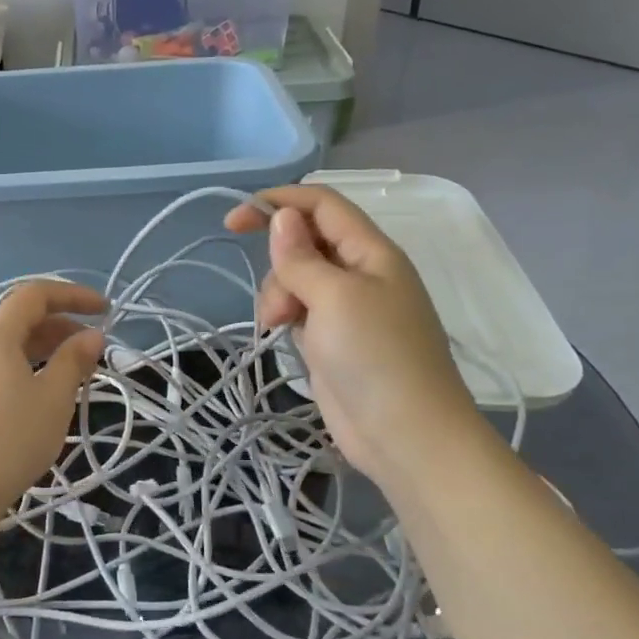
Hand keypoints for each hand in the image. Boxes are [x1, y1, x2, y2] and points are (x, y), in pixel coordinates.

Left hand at [0, 281, 106, 531]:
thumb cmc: (9, 440)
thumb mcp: (53, 399)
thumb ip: (74, 361)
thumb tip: (91, 336)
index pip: (33, 295)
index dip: (72, 295)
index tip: (105, 310)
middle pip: (17, 319)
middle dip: (59, 324)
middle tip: (92, 346)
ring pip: (6, 347)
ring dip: (42, 348)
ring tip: (72, 370)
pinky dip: (23, 368)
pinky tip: (39, 395)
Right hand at [225, 187, 487, 492]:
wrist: (405, 435)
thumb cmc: (375, 356)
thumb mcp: (335, 297)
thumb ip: (301, 256)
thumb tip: (282, 217)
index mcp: (371, 252)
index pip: (322, 205)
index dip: (278, 203)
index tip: (233, 222)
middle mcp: (361, 272)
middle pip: (305, 242)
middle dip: (279, 263)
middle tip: (278, 303)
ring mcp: (348, 308)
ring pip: (297, 278)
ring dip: (278, 294)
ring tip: (280, 326)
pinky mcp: (334, 338)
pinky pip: (300, 309)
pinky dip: (285, 315)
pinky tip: (283, 336)